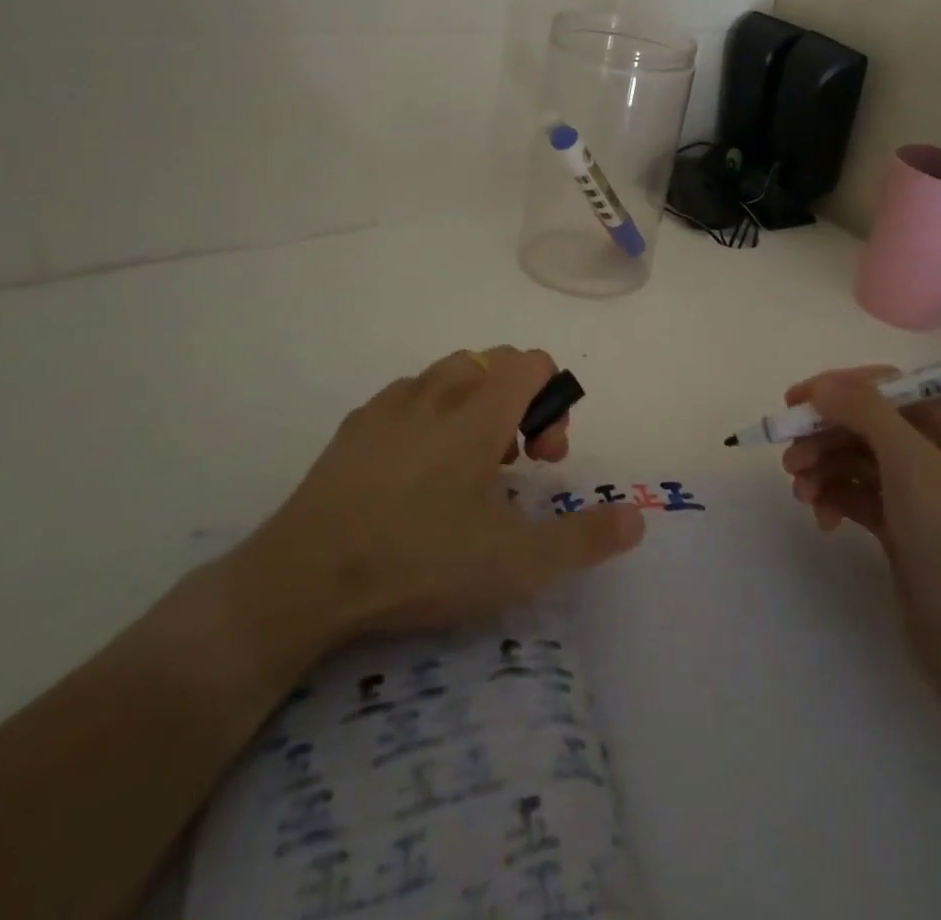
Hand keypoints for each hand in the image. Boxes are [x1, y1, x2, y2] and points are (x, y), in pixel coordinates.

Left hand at [227, 347, 646, 669]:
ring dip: (474, 406)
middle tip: (514, 465)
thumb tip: (637, 516)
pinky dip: (430, 417)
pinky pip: (408, 398)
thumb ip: (584, 537)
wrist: (303, 579)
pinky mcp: (353, 428)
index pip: (531, 361)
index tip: (545, 457)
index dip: (554, 399)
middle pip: (493, 362)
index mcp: (478, 410)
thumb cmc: (420, 560)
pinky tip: (417, 476)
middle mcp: (436, 391)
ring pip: (448, 376)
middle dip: (518, 402)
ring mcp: (389, 405)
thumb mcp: (516, 562)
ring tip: (469, 470)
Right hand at [780, 366, 940, 696]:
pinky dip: (835, 499)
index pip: (886, 388)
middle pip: (866, 424)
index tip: (793, 402)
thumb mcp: (912, 464)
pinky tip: (823, 521)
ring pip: (856, 460)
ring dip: (823, 469)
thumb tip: (823, 384)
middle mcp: (939, 452)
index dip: (838, 389)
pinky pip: (858, 495)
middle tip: (788, 460)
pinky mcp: (902, 527)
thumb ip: (865, 412)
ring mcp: (920, 493)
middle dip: (824, 437)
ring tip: (801, 495)